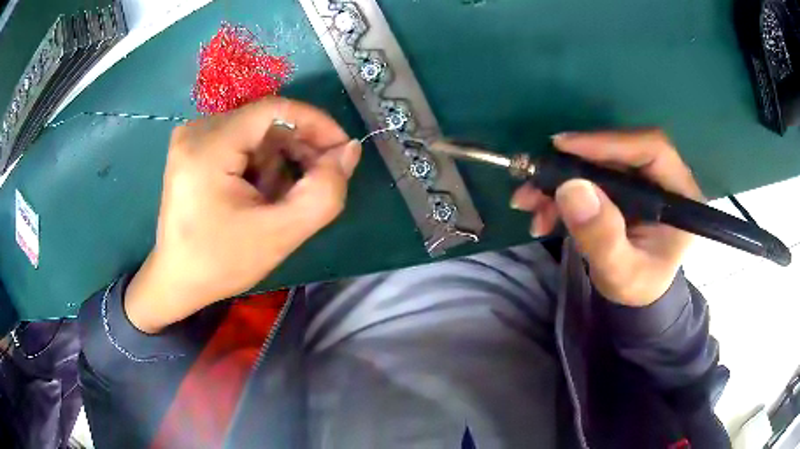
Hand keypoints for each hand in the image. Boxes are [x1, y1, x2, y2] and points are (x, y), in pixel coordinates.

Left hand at [125, 98, 360, 332]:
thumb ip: (324, 193)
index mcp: (208, 147)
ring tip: (280, 199)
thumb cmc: (220, 263)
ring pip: (257, 131)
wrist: (177, 279)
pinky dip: (261, 163)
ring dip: (279, 160)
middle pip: (266, 120)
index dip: (317, 124)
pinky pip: (242, 140)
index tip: (342, 152)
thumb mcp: (279, 235)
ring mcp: (192, 136)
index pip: (275, 109)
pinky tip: (260, 193)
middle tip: (316, 183)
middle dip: (298, 148)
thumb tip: (349, 150)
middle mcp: (197, 129)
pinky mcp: (194, 147)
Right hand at [511, 130, 703, 306]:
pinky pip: (589, 175)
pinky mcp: (622, 183)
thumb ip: (603, 238)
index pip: (651, 148)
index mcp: (680, 194)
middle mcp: (663, 176)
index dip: (609, 142)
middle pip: (617, 151)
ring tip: (528, 203)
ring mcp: (641, 178)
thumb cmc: (638, 287)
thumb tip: (572, 188)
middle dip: (572, 165)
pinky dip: (561, 190)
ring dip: (559, 179)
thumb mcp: (622, 274)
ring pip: (598, 161)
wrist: (636, 294)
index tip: (564, 147)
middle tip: (534, 181)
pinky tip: (540, 211)